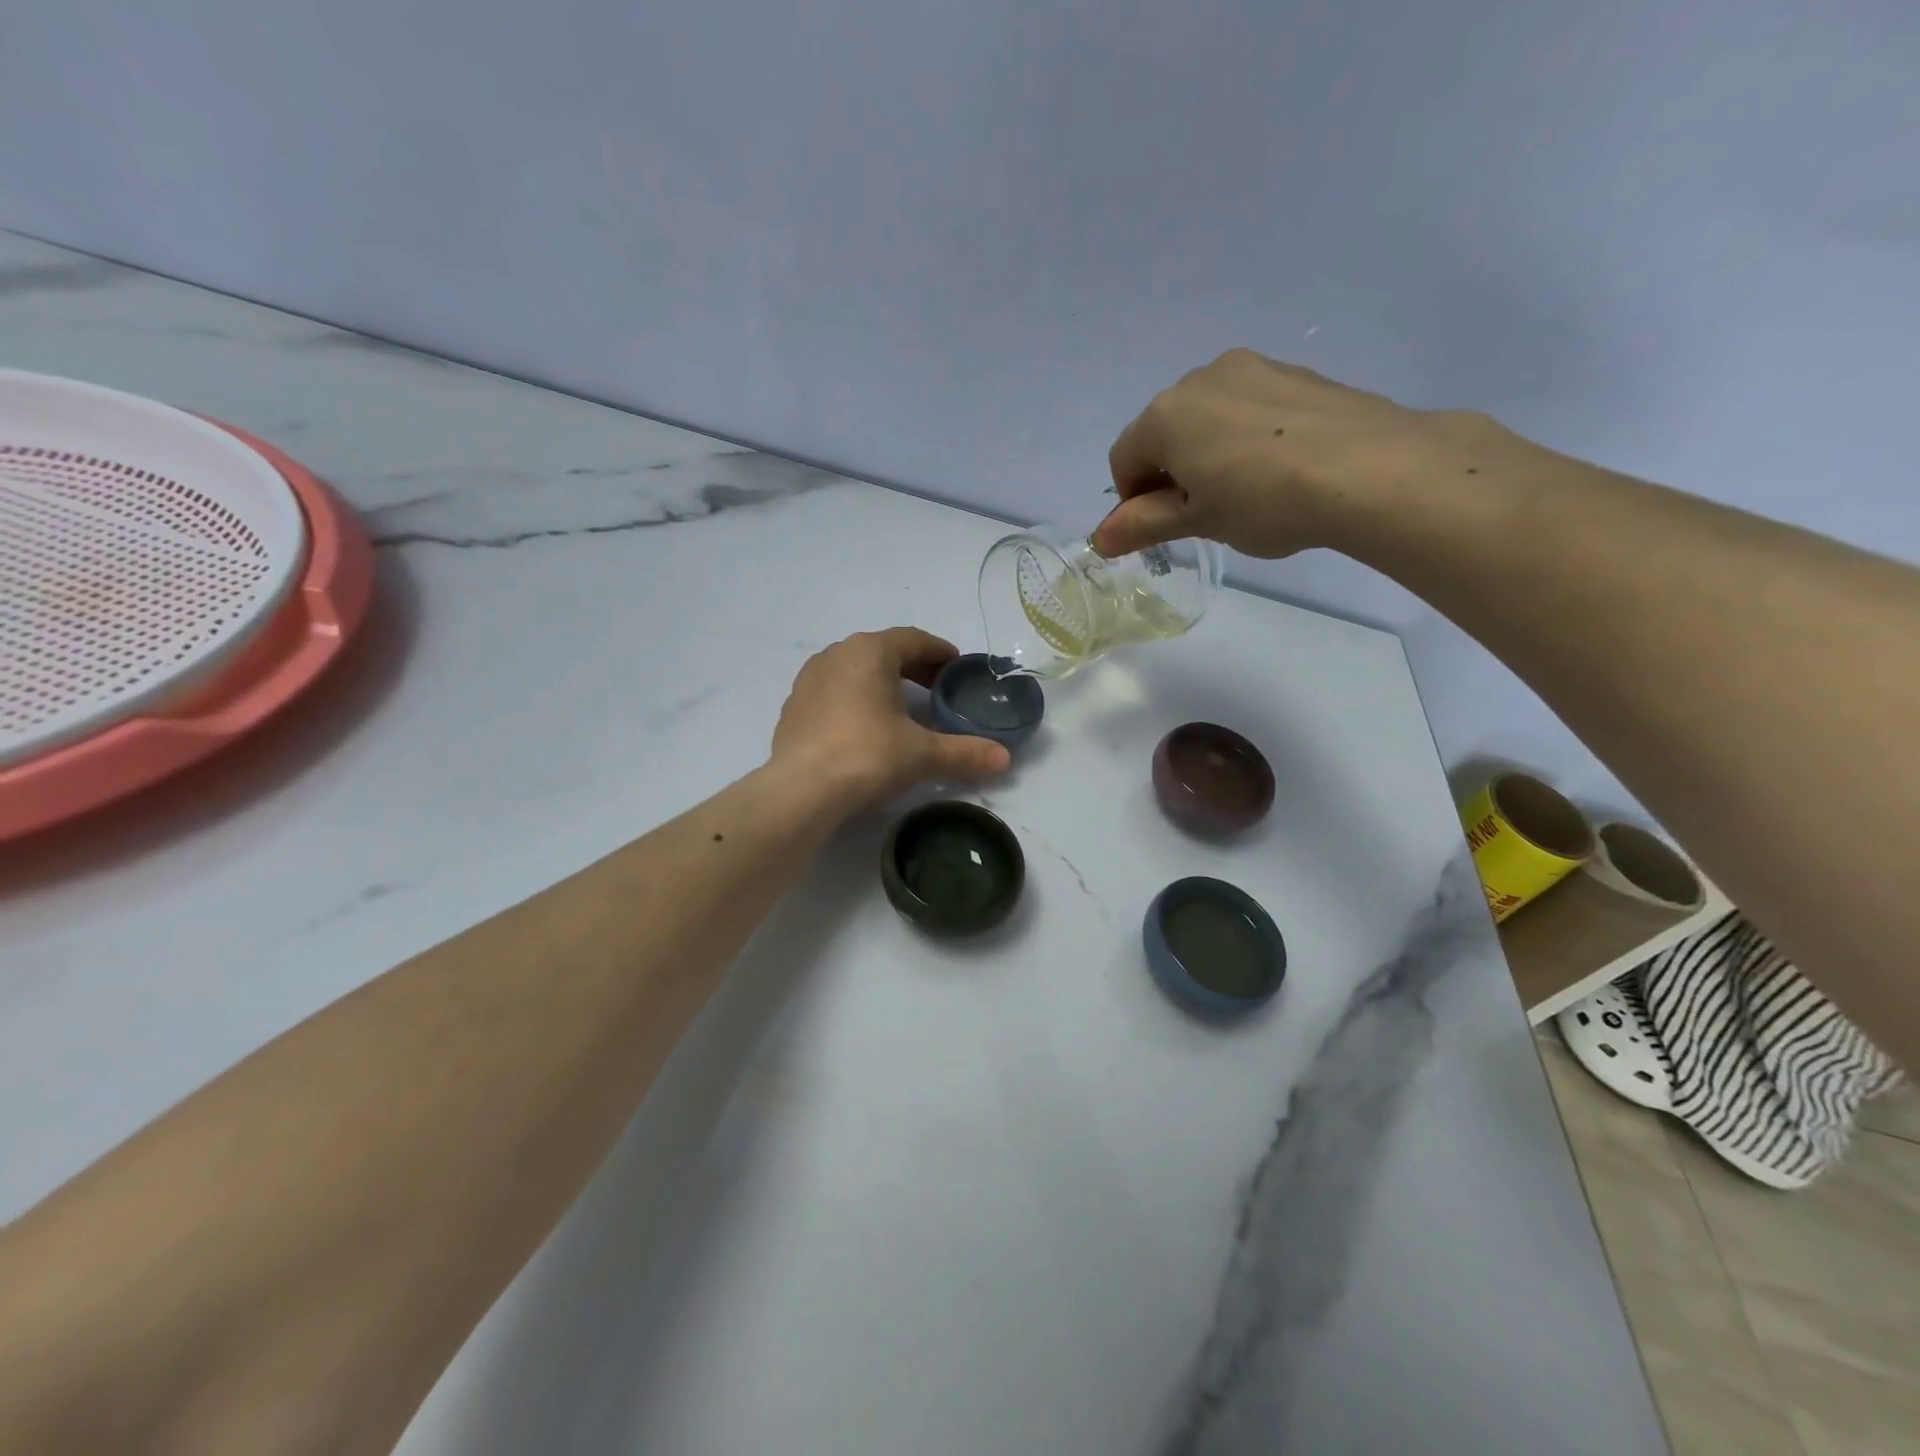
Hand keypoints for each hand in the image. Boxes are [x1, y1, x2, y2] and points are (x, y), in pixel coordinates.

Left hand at [770, 628, 1011, 810]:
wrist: (802, 790)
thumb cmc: (867, 755)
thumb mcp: (922, 754)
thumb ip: (964, 752)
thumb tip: (1004, 759)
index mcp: (869, 652)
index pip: (913, 639)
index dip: (939, 651)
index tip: (956, 667)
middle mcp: (836, 655)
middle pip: (883, 651)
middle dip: (913, 667)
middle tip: (936, 689)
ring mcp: (809, 679)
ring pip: (855, 670)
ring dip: (881, 682)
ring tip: (901, 708)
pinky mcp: (794, 707)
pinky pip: (833, 692)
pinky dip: (855, 700)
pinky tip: (864, 728)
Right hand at [1092, 349, 1529, 559]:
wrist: (1368, 469)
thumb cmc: (1262, 501)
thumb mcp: (1197, 521)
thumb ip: (1143, 525)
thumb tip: (1099, 539)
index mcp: (1166, 414)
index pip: (1124, 458)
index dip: (1132, 500)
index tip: (1161, 529)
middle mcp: (1200, 378)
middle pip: (1163, 432)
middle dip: (1170, 473)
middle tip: (1203, 514)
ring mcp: (1252, 369)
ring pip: (1207, 417)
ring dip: (1207, 453)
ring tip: (1244, 493)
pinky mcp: (1295, 373)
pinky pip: (1249, 408)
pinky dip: (1246, 437)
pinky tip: (1278, 468)